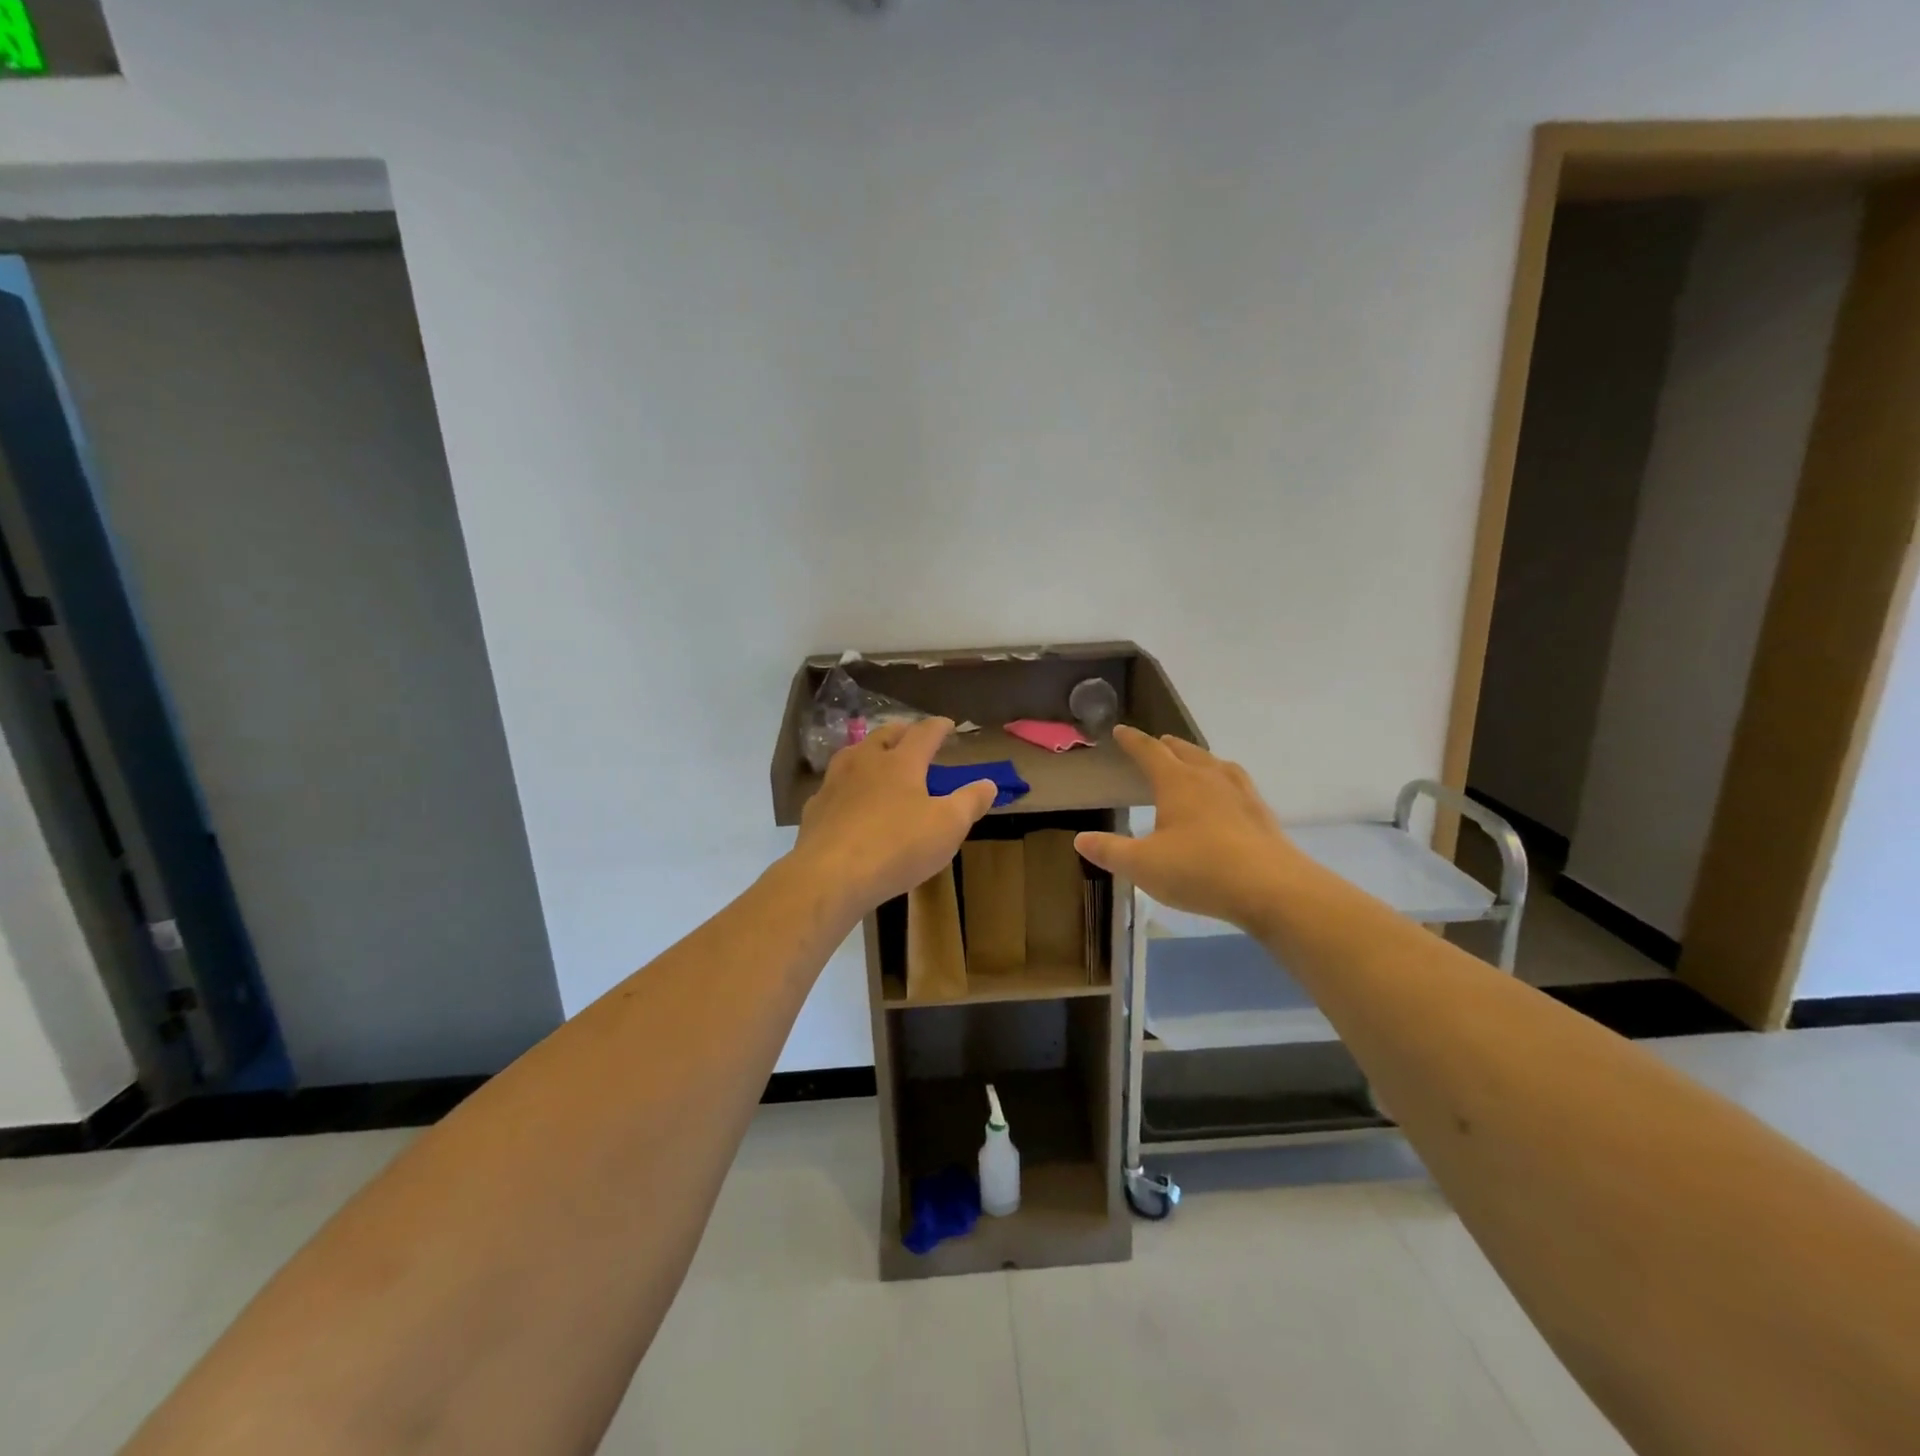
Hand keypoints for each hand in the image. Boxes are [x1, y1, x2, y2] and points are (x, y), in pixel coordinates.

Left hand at [792, 718, 996, 917]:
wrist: (830, 876)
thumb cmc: (897, 847)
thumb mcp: (948, 827)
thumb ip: (969, 802)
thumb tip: (988, 783)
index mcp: (901, 762)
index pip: (923, 733)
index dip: (938, 726)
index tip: (948, 724)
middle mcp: (865, 762)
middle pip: (884, 735)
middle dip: (901, 732)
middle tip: (912, 736)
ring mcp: (835, 783)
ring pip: (852, 754)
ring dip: (868, 751)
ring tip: (877, 759)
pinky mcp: (815, 808)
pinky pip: (833, 786)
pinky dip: (847, 784)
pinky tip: (848, 799)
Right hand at [1073, 725, 1304, 931]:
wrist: (1272, 888)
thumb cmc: (1199, 870)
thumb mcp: (1143, 865)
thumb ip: (1110, 851)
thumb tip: (1080, 839)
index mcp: (1177, 783)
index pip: (1150, 752)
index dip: (1133, 741)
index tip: (1120, 731)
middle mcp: (1210, 778)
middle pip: (1186, 752)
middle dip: (1168, 747)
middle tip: (1157, 744)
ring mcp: (1241, 794)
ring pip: (1216, 765)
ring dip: (1199, 759)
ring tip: (1194, 763)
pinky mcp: (1261, 814)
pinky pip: (1238, 785)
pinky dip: (1224, 782)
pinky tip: (1228, 797)